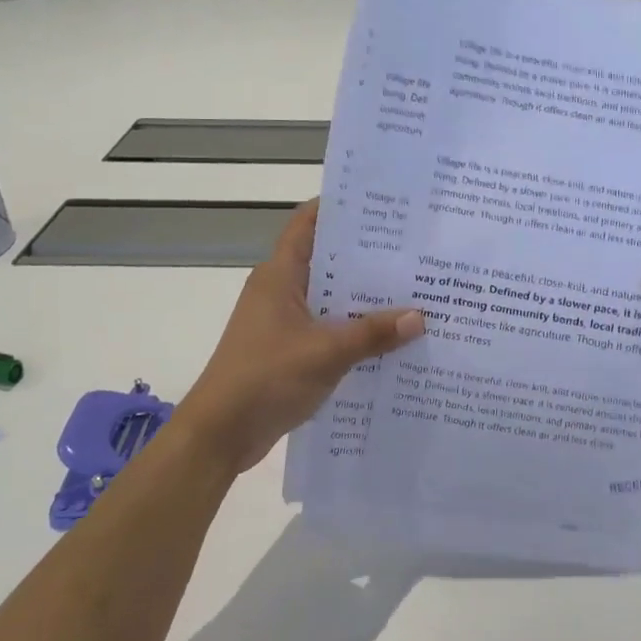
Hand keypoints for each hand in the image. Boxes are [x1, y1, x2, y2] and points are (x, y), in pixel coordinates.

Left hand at [169, 202, 424, 474]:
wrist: (220, 435)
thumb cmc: (265, 379)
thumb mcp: (326, 353)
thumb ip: (373, 333)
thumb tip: (420, 317)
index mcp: (280, 276)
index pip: (308, 224)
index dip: (340, 208)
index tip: (382, 204)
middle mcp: (280, 291)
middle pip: (327, 261)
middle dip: (367, 257)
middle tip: (414, 250)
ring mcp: (283, 322)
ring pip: (331, 299)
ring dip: (365, 298)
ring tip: (414, 292)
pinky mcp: (289, 350)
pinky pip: (329, 329)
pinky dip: (355, 330)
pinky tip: (391, 339)